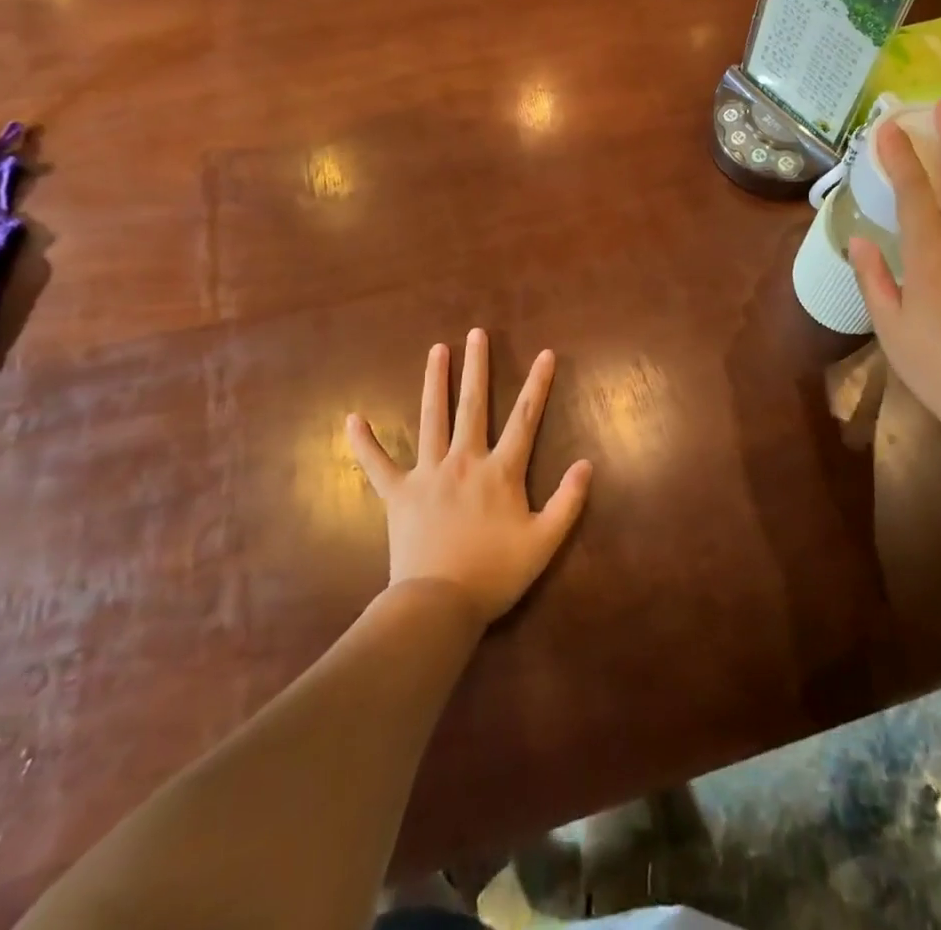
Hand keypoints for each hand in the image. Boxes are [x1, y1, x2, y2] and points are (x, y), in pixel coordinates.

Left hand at [348, 328, 592, 629]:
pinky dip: (365, 442)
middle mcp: (465, 461)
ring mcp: (428, 474)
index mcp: (501, 471)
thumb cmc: (495, 574)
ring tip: (437, 350)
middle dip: (477, 366)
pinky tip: (353, 419)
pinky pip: (378, 464)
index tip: (546, 353)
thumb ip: (568, 501)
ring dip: (435, 381)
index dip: (538, 384)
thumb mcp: (544, 542)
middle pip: (474, 404)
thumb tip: (587, 463)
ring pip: (432, 418)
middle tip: (476, 334)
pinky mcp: (399, 494)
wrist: (438, 605)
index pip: (525, 417)